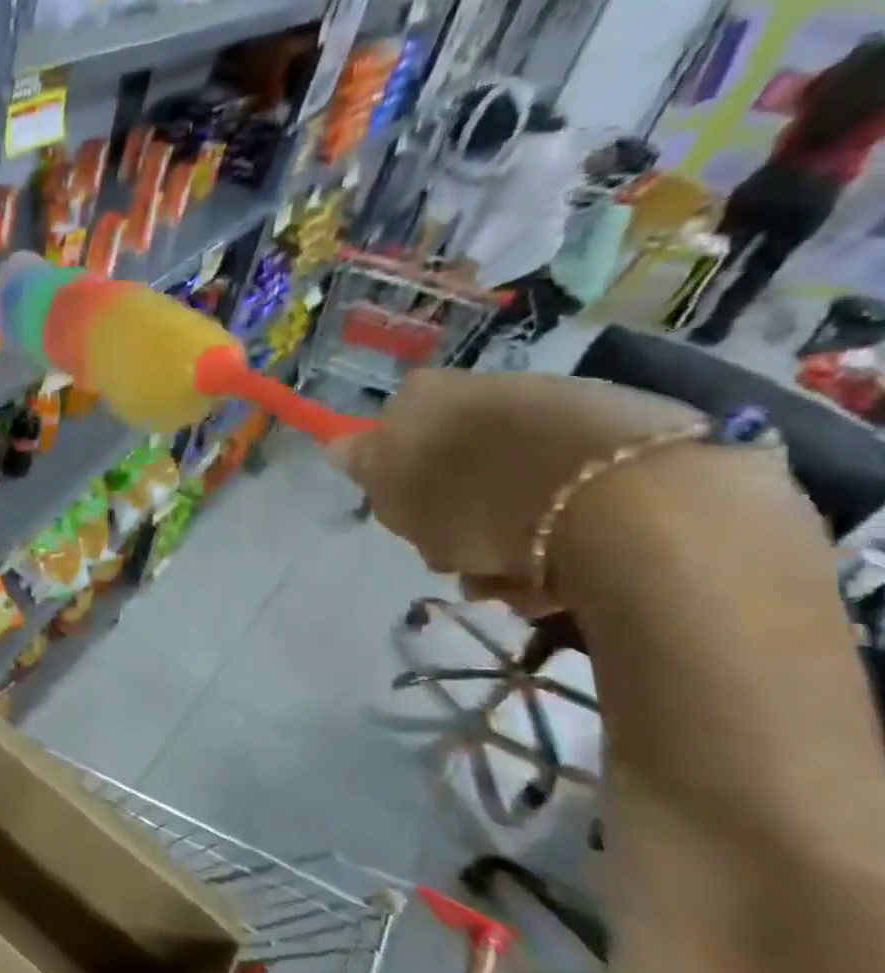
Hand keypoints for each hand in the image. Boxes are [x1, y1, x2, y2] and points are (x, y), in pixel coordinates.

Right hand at [331, 369, 700, 610]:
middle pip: (457, 461)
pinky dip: (563, 535)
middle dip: (454, 514)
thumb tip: (340, 444)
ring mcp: (564, 409)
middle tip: (457, 558)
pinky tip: (565, 575)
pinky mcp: (631, 442)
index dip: (396, 477)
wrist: (624, 503)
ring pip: (513, 482)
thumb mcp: (393, 490)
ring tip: (516, 584)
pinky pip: (573, 493)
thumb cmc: (477, 498)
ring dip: (506, 537)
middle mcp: (492, 387)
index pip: (393, 429)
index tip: (407, 517)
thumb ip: (362, 463)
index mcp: (426, 394)